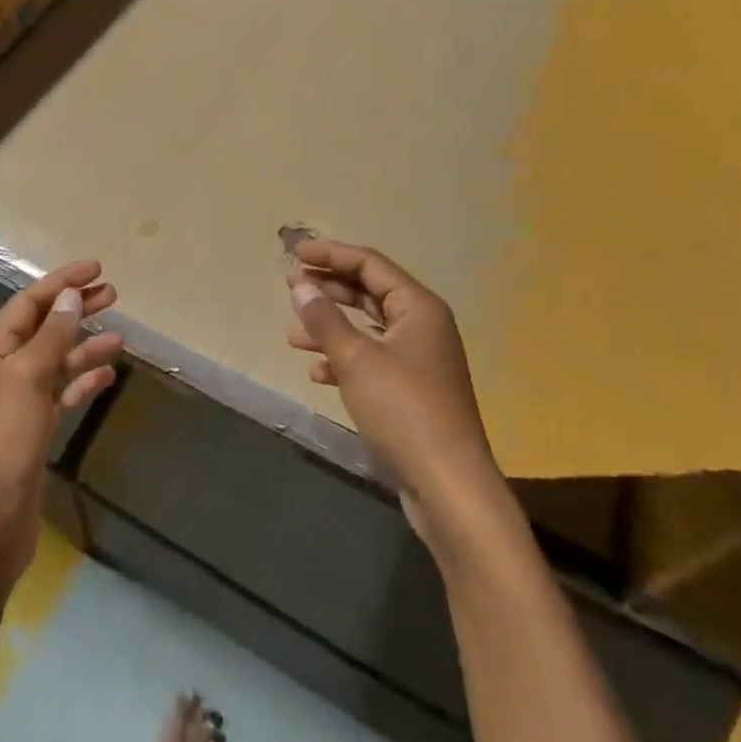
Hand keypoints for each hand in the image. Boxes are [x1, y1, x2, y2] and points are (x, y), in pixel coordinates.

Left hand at [0, 260, 123, 589]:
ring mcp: (17, 400)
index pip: (29, 302)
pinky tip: (107, 375)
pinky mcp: (31, 428)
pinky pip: (61, 392)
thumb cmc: (4, 439)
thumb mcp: (29, 377)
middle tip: (113, 293)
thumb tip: (71, 296)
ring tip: (120, 336)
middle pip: (44, 327)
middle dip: (76, 308)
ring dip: (85, 345)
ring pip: (56, 360)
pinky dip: (82, 381)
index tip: (96, 268)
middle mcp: (1, 368)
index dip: (62, 282)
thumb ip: (52, 334)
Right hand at [287, 240, 504, 532]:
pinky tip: (317, 373)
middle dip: (329, 289)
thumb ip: (324, 318)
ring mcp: (419, 360)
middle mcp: (423, 326)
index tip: (294, 254)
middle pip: (369, 292)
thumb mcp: (356, 358)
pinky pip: (372, 360)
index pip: (369, 264)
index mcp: (418, 307)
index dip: (330, 254)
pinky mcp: (412, 391)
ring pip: (367, 328)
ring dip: (330, 327)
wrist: (449, 487)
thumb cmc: (404, 409)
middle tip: (291, 288)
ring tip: (294, 335)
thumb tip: (300, 285)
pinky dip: (343, 360)